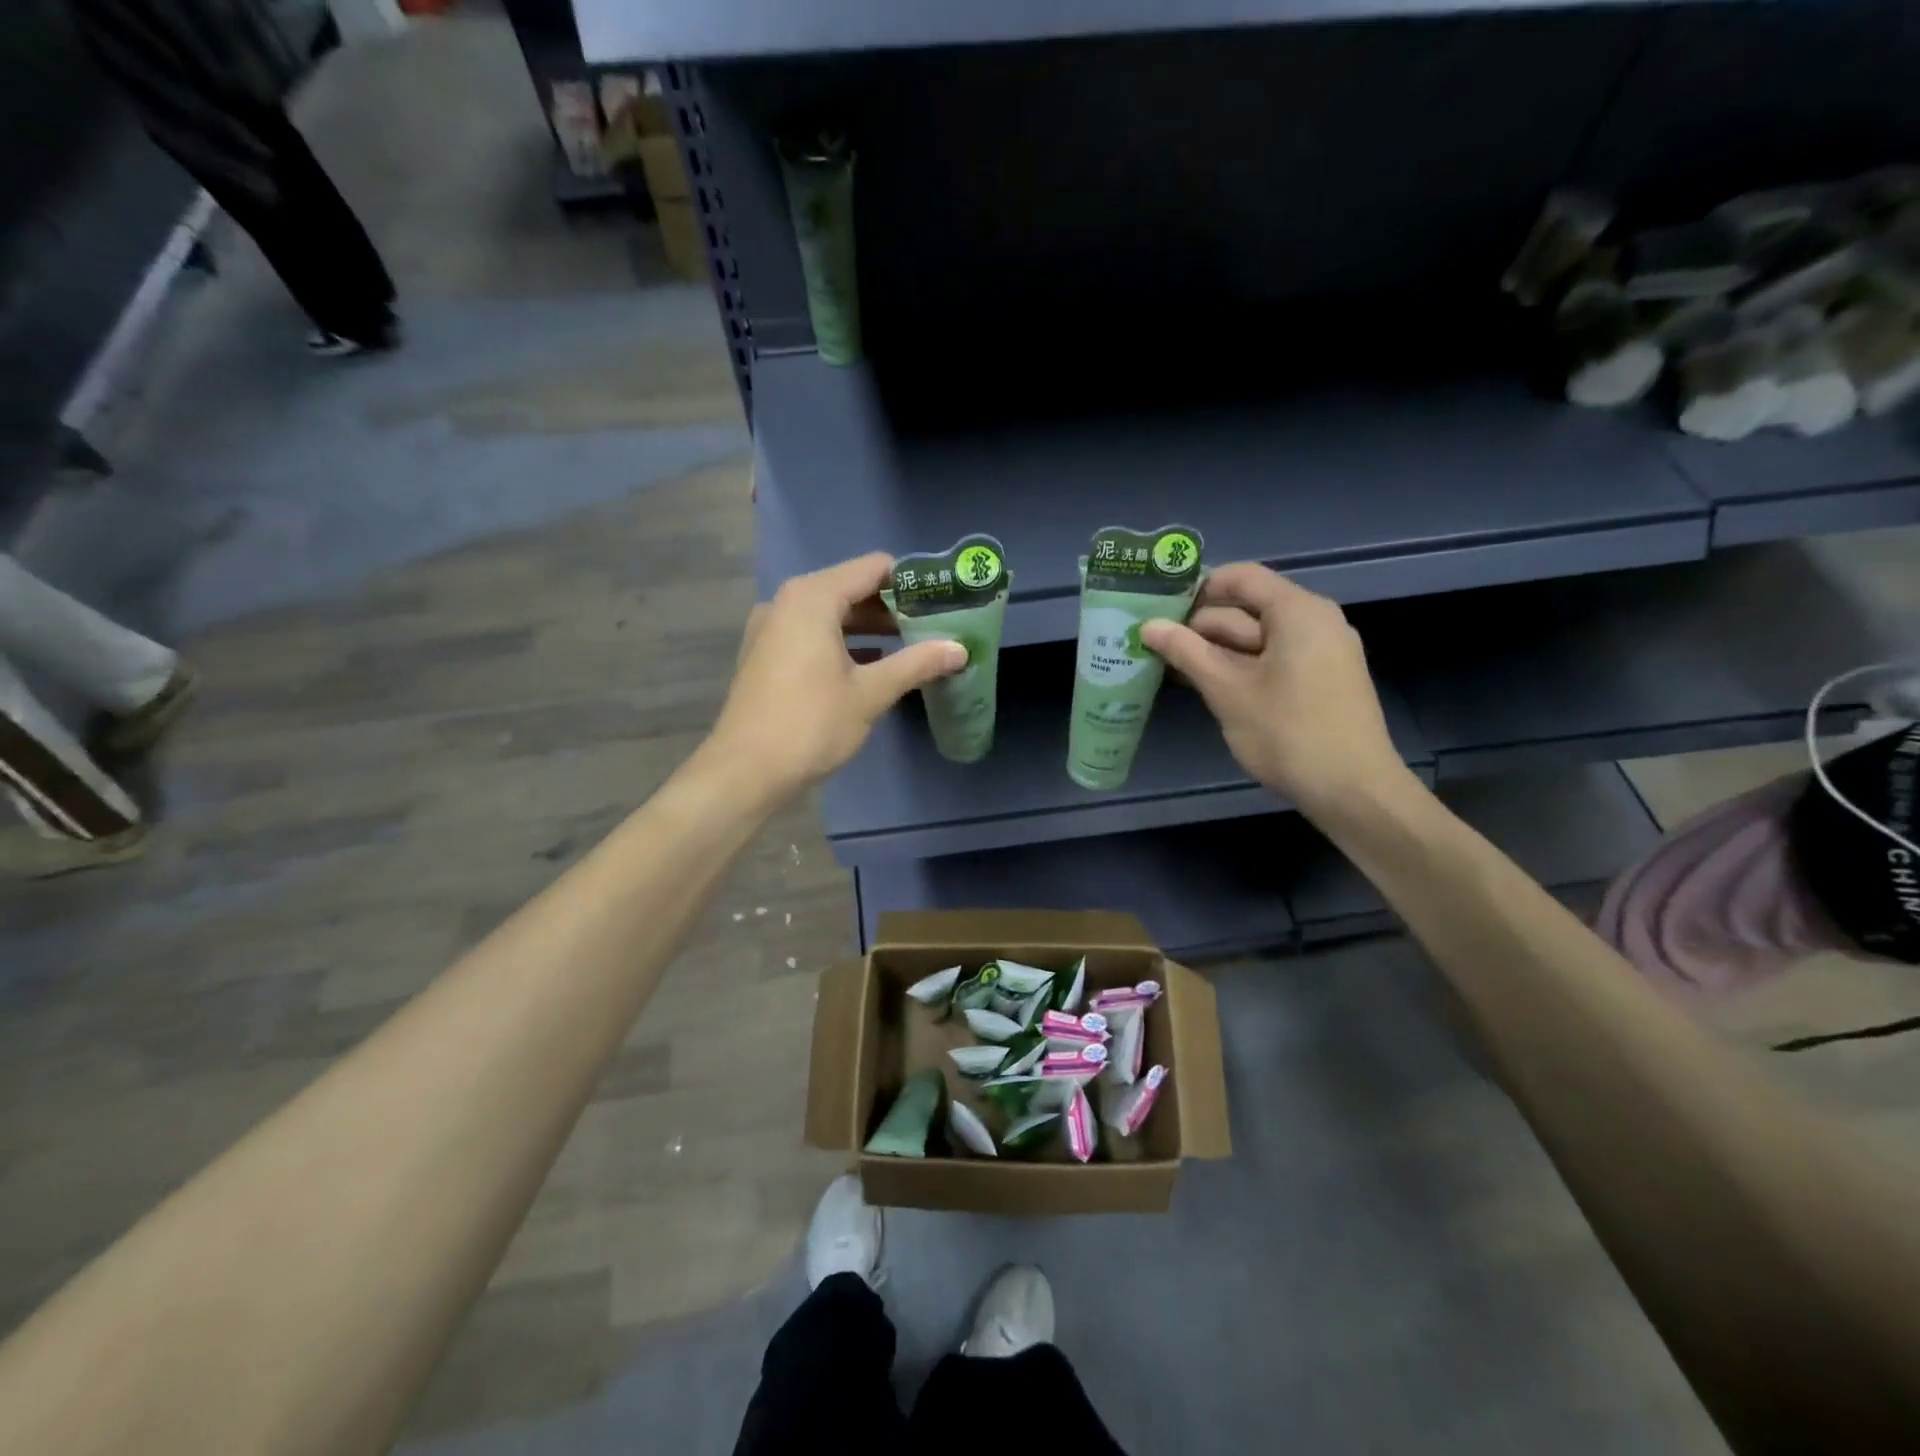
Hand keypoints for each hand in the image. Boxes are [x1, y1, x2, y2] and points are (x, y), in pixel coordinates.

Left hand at [708, 553, 965, 798]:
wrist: (745, 771)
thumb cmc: (811, 724)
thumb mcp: (870, 693)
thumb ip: (916, 663)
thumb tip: (960, 649)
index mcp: (812, 597)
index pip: (873, 568)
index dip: (911, 581)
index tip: (942, 601)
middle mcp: (787, 601)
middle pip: (851, 588)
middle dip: (892, 607)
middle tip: (932, 627)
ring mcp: (771, 627)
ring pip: (831, 613)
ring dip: (869, 627)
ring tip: (910, 647)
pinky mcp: (765, 653)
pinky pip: (812, 633)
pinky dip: (842, 642)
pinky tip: (871, 666)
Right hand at [1140, 564, 1407, 819]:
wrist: (1352, 790)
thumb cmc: (1288, 733)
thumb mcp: (1227, 690)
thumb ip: (1187, 652)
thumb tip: (1149, 625)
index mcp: (1298, 611)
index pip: (1241, 578)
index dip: (1198, 589)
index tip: (1159, 610)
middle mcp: (1314, 622)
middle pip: (1247, 609)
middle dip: (1200, 627)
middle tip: (1153, 645)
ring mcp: (1321, 653)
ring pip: (1257, 639)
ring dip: (1215, 651)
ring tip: (1170, 667)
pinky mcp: (1320, 681)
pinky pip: (1273, 660)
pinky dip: (1240, 668)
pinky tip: (1207, 687)